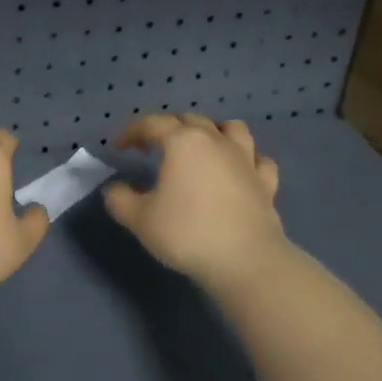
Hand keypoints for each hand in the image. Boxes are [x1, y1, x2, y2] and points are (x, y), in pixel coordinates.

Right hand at [103, 114, 285, 292]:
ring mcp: (245, 159)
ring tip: (201, 148)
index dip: (132, 131)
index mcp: (183, 142)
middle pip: (190, 120)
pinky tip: (237, 170)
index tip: (119, 147)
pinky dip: (245, 159)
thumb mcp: (139, 219)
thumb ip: (120, 199)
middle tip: (153, 147)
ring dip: (213, 132)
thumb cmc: (187, 233)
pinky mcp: (265, 182)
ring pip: (231, 129)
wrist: (245, 261)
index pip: (152, 124)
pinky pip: (257, 159)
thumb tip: (115, 189)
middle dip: (168, 128)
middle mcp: (216, 141)